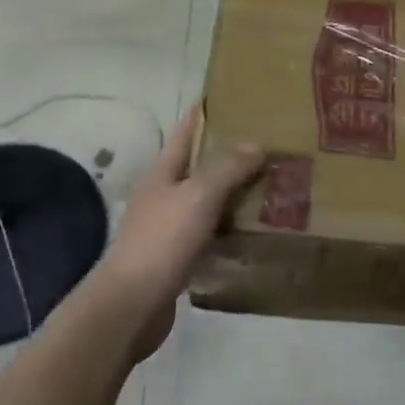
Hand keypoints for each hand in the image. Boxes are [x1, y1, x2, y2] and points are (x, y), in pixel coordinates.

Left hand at [92, 106, 263, 358]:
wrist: (131, 307)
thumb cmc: (162, 242)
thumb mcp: (197, 196)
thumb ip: (226, 168)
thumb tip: (256, 143)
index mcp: (164, 172)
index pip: (187, 131)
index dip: (208, 113)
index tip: (238, 97)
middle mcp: (165, 195)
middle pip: (200, 166)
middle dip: (231, 154)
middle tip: (272, 145)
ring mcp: (170, 228)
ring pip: (209, 201)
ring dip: (236, 193)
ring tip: (274, 184)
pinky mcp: (179, 258)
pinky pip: (212, 233)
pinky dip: (232, 228)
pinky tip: (256, 230)